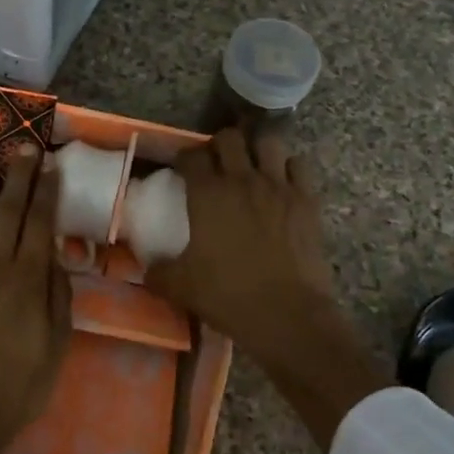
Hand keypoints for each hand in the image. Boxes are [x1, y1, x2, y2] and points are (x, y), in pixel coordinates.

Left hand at [0, 145, 70, 453]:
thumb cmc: (16, 388)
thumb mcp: (56, 347)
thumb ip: (58, 297)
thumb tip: (56, 255)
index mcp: (28, 281)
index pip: (40, 223)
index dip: (46, 191)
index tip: (50, 165)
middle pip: (8, 211)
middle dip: (19, 176)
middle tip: (24, 148)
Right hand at [147, 129, 385, 446]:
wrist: (287, 315)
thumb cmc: (228, 296)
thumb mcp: (180, 287)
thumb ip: (158, 272)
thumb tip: (147, 269)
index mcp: (208, 194)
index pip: (191, 156)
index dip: (184, 158)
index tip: (182, 168)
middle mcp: (242, 179)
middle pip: (229, 138)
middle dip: (219, 145)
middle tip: (216, 163)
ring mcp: (278, 186)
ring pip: (268, 142)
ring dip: (256, 149)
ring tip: (252, 165)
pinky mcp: (306, 200)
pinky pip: (298, 165)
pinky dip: (288, 167)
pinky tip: (282, 183)